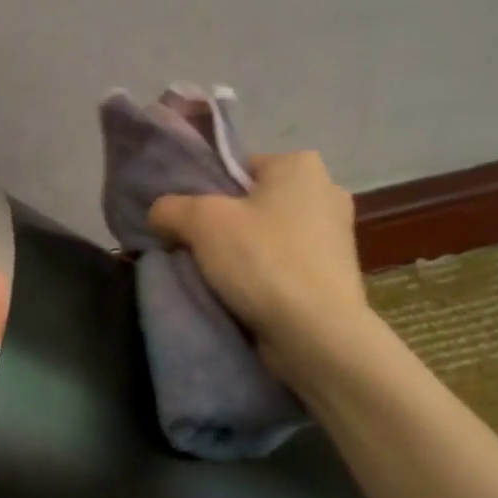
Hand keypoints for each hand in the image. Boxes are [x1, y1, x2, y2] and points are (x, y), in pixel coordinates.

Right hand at [149, 150, 368, 377]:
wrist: (316, 333)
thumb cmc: (262, 261)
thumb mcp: (201, 222)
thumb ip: (171, 207)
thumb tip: (160, 213)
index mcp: (300, 165)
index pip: (238, 169)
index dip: (205, 195)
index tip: (186, 225)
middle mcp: (326, 191)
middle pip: (253, 205)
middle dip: (224, 227)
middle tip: (194, 253)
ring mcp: (336, 236)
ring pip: (268, 238)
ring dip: (243, 256)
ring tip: (215, 280)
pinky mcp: (336, 275)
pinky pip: (286, 267)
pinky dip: (264, 278)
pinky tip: (244, 298)